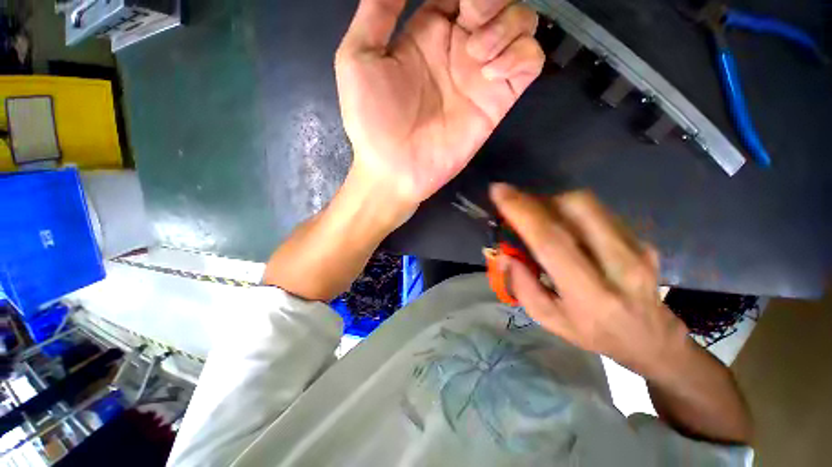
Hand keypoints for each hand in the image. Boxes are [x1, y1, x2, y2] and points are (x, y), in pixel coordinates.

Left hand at [336, 0, 543, 209]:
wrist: (394, 169)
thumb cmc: (371, 120)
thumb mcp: (358, 58)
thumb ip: (378, 11)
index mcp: (427, 31)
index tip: (459, 2)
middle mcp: (458, 47)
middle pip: (496, 1)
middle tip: (472, 21)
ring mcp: (480, 75)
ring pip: (520, 24)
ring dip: (507, 25)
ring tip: (477, 55)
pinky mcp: (496, 101)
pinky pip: (530, 61)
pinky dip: (521, 55)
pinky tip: (493, 73)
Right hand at [490, 184, 688, 376]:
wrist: (652, 340)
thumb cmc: (593, 333)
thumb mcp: (549, 320)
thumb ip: (523, 286)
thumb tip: (505, 254)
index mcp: (589, 294)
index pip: (551, 242)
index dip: (522, 212)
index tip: (499, 191)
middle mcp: (619, 265)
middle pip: (577, 208)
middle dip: (540, 200)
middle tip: (521, 206)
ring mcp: (637, 249)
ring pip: (589, 204)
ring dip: (555, 203)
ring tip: (539, 216)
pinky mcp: (642, 239)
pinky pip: (599, 211)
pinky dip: (573, 211)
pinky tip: (566, 227)